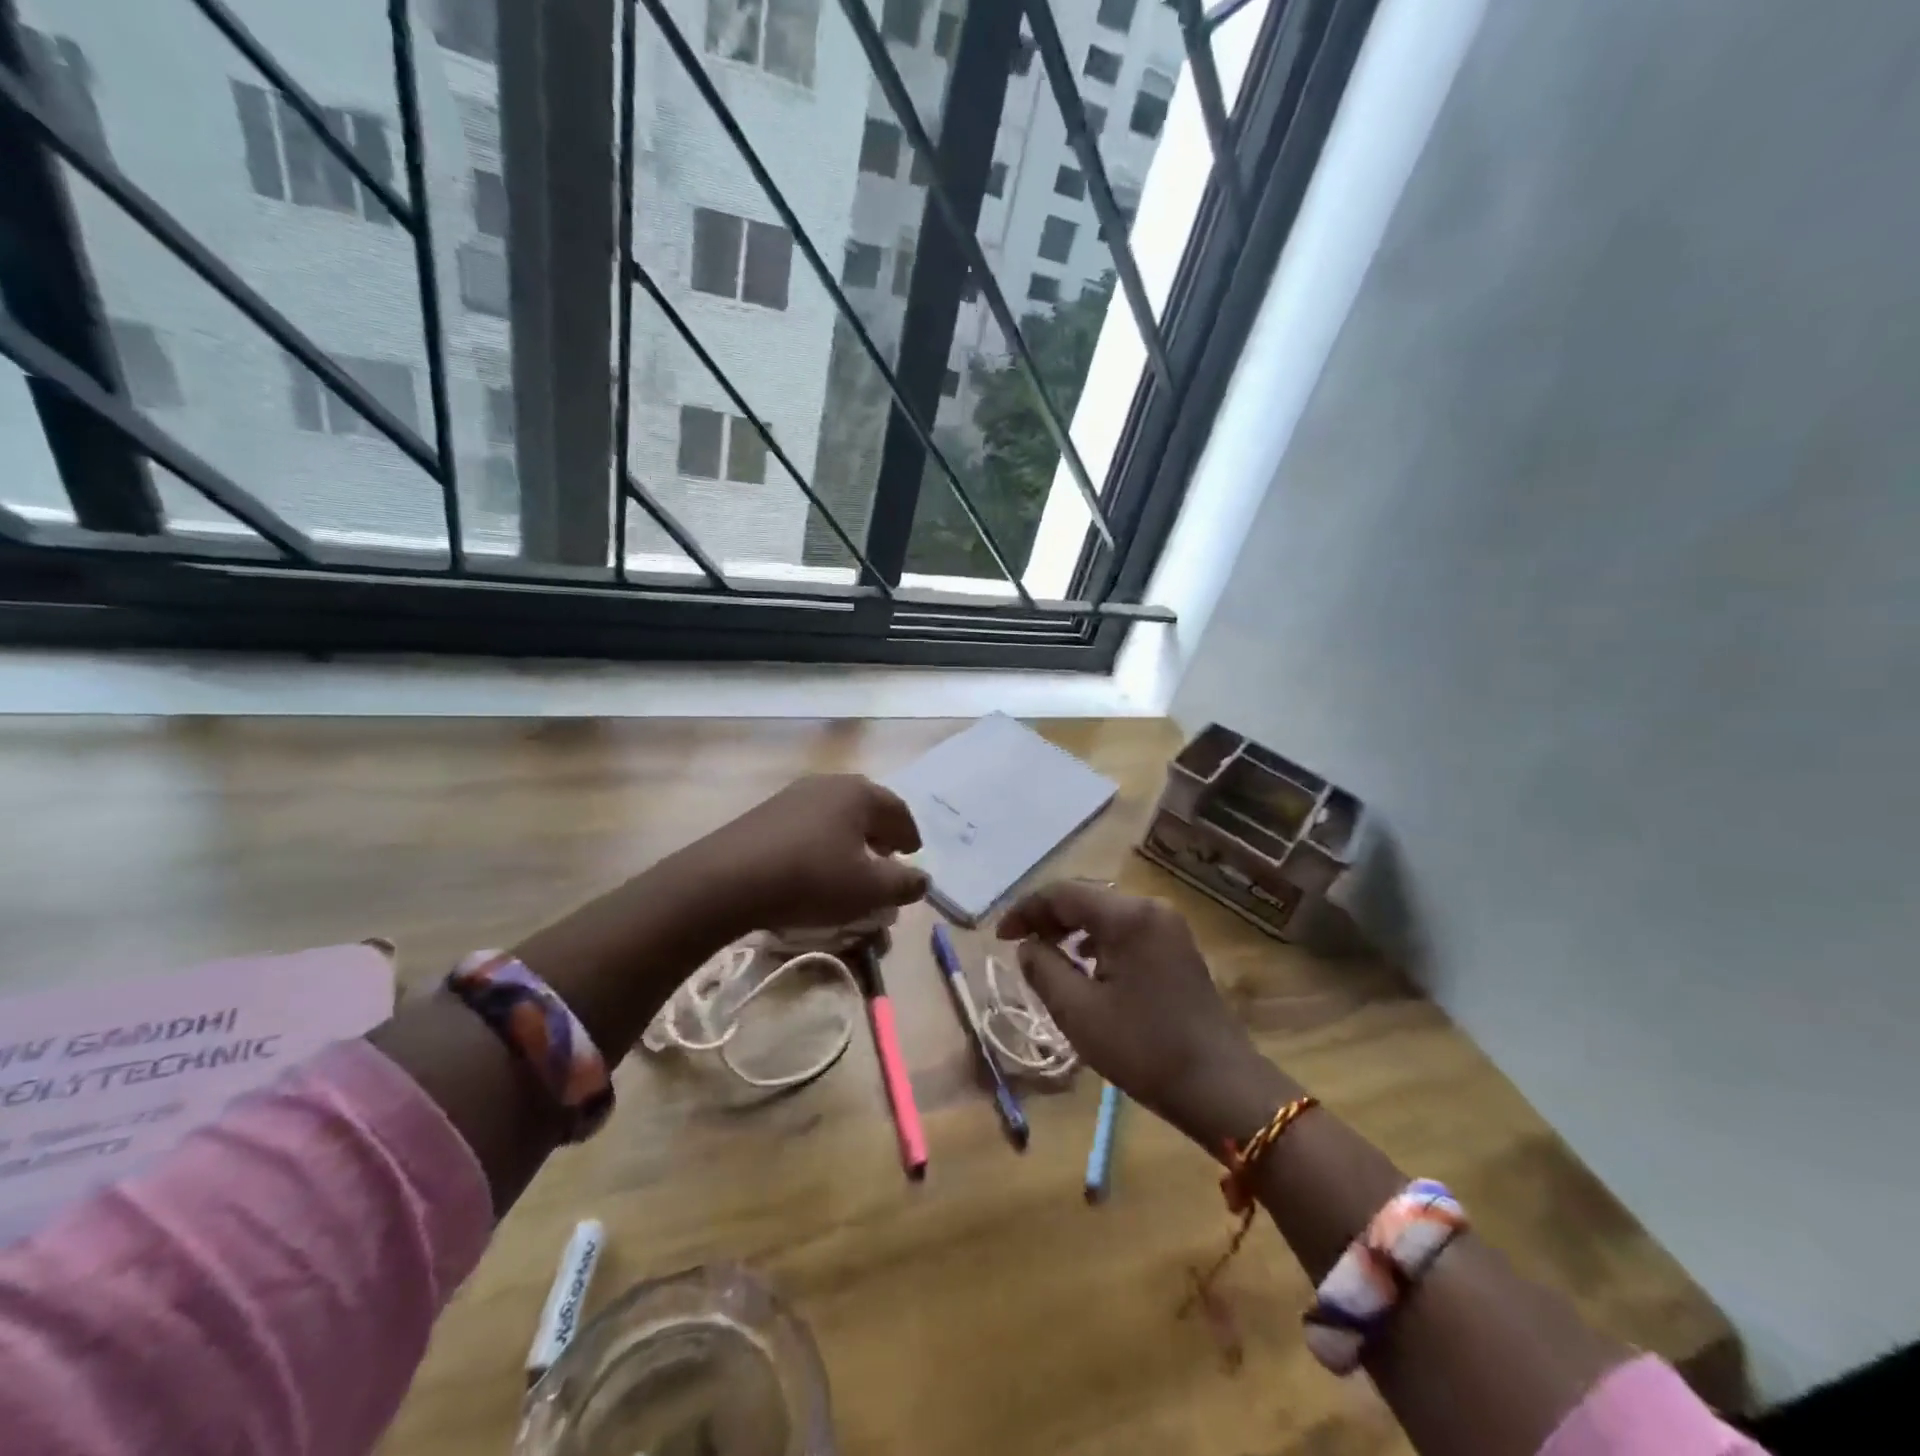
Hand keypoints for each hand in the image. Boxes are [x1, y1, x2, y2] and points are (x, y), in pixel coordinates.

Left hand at [696, 774, 929, 931]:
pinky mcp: (766, 813)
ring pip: (835, 814)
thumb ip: (904, 884)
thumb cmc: (812, 878)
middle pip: (866, 807)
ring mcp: (794, 795)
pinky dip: (822, 841)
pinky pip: (808, 824)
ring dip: (850, 837)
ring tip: (851, 864)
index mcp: (859, 793)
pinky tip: (814, 865)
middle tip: (886, 857)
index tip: (913, 855)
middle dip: (880, 833)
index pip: (898, 810)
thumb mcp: (869, 889)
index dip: (910, 835)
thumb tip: (923, 880)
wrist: (728, 879)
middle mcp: (829, 784)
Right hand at [997, 882, 1275, 1143]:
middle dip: (1048, 918)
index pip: (1063, 894)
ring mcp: (1169, 927)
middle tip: (1020, 946)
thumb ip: (1043, 970)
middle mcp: (1150, 909)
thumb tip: (1028, 946)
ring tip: (1047, 956)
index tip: (1000, 937)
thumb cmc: (1144, 1048)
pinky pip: (1126, 931)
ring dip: (1072, 930)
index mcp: (1127, 916)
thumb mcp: (1079, 1013)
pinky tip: (1086, 967)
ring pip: (1106, 915)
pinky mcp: (1177, 948)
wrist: (1221, 1087)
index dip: (1026, 910)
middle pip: (1086, 898)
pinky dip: (1098, 942)